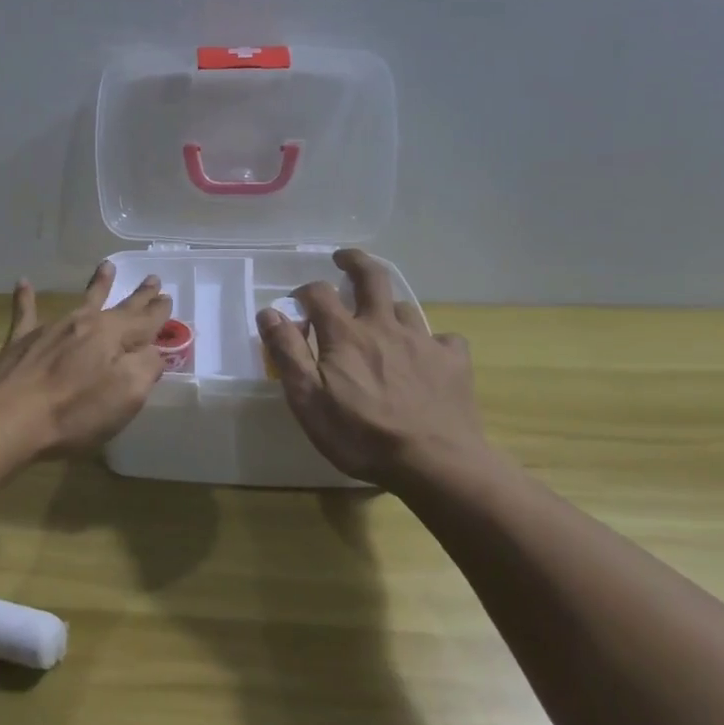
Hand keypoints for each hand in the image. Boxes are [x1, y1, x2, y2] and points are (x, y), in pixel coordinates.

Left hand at [0, 260, 171, 462]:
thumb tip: (153, 351)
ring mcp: (51, 329)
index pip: (144, 321)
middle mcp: (84, 323)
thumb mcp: (126, 395)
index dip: (158, 312)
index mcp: (112, 336)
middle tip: (152, 279)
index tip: (168, 297)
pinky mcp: (21, 342)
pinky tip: (23, 282)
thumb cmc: (73, 411)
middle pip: (118, 306)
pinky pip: (26, 313)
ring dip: (97, 285)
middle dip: (138, 296)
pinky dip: (25, 298)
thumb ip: (146, 368)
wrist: (7, 417)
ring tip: (107, 266)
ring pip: (80, 302)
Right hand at [257, 249, 488, 487]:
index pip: (319, 293)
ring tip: (382, 319)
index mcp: (346, 334)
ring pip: (404, 307)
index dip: (305, 291)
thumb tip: (269, 312)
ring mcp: (423, 341)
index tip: (297, 303)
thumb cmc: (362, 436)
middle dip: (354, 262)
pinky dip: (432, 341)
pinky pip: (443, 338)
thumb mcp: (308, 400)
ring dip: (388, 307)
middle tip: (343, 259)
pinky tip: (429, 355)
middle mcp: (384, 326)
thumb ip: (288, 352)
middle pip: (371, 276)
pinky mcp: (453, 362)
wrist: (436, 465)